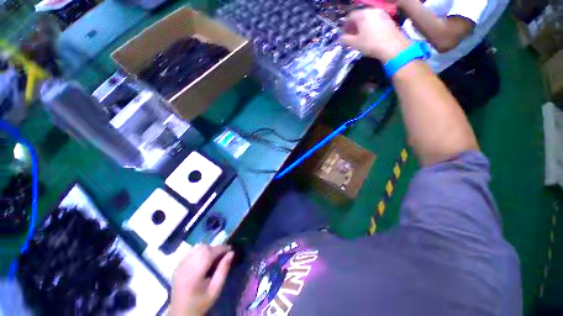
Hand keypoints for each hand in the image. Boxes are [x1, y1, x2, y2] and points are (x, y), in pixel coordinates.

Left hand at [171, 245, 234, 315]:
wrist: (181, 313)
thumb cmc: (201, 302)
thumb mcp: (216, 289)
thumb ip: (223, 270)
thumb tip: (231, 253)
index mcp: (194, 273)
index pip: (210, 253)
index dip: (222, 248)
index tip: (231, 249)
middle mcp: (185, 266)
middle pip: (203, 247)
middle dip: (215, 248)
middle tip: (222, 256)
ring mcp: (179, 265)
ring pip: (197, 247)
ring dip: (208, 249)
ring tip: (213, 258)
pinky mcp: (177, 265)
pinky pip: (191, 252)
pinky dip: (200, 252)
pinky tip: (203, 261)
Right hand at [340, 9, 410, 61]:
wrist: (392, 46)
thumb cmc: (370, 44)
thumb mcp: (354, 44)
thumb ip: (345, 39)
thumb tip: (341, 37)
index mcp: (362, 15)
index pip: (350, 17)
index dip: (345, 26)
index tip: (344, 34)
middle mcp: (372, 10)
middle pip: (359, 16)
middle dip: (354, 25)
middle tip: (352, 36)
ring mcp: (381, 13)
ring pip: (368, 18)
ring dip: (363, 26)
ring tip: (361, 36)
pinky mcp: (388, 19)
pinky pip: (375, 20)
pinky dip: (371, 26)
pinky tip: (370, 35)